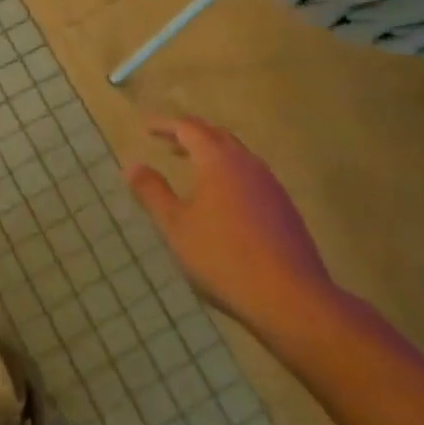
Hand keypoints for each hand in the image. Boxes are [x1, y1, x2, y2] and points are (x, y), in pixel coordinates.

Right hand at [124, 115, 343, 341]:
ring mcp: (271, 186)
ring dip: (212, 155)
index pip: (189, 128)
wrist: (291, 299)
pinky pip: (251, 177)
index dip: (165, 125)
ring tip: (192, 169)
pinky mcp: (285, 209)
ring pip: (238, 157)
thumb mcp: (175, 226)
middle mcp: (248, 164)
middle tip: (168, 144)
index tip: (146, 129)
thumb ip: (152, 192)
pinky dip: (229, 175)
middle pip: (217, 136)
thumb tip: (132, 166)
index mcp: (219, 161)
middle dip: (190, 135)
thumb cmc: (223, 257)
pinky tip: (222, 201)